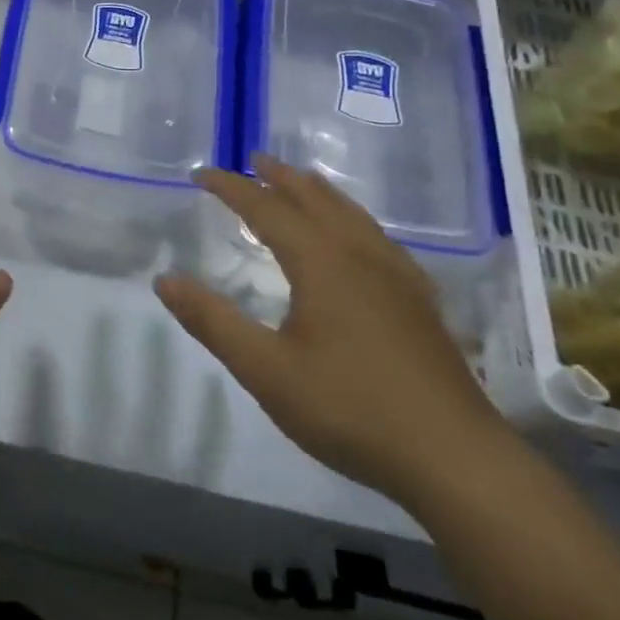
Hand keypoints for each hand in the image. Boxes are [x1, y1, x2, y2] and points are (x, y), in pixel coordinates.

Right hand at [155, 156, 510, 502]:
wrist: (455, 459)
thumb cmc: (349, 409)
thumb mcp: (264, 370)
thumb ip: (212, 321)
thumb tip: (165, 279)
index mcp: (321, 263)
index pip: (267, 209)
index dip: (231, 188)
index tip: (200, 174)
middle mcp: (361, 256)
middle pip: (316, 200)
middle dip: (280, 178)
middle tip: (254, 160)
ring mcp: (398, 278)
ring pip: (353, 216)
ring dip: (319, 192)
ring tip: (302, 181)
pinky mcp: (420, 303)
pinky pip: (379, 239)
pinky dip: (353, 220)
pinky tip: (359, 239)